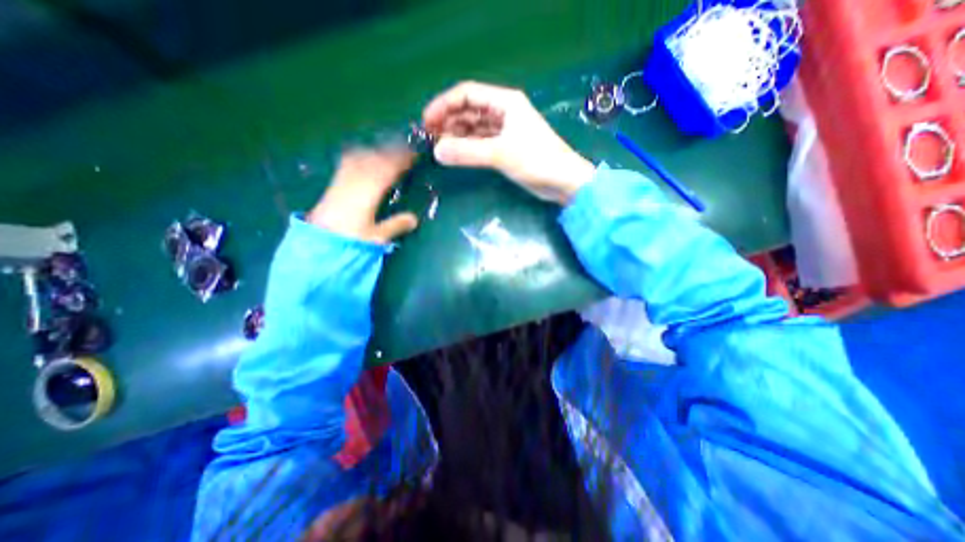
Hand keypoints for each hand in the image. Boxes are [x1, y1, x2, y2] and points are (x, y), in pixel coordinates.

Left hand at [307, 146, 417, 242]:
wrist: (318, 244)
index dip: (401, 161)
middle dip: (391, 153)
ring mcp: (342, 181)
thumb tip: (414, 218)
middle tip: (406, 151)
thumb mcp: (377, 237)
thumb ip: (396, 225)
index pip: (387, 170)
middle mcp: (355, 181)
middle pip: (374, 160)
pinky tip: (364, 156)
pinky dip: (361, 155)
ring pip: (361, 158)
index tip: (414, 156)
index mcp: (368, 193)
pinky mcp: (334, 184)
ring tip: (389, 152)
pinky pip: (349, 162)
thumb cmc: (349, 240)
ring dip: (377, 152)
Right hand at [424, 80, 596, 204]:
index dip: (444, 105)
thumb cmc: (537, 161)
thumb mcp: (500, 154)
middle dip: (447, 121)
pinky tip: (455, 154)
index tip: (426, 122)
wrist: (562, 182)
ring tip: (438, 147)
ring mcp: (504, 131)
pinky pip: (479, 143)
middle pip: (468, 110)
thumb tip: (437, 152)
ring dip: (455, 135)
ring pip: (473, 128)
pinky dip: (466, 147)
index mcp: (504, 102)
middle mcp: (503, 113)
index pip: (467, 94)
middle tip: (429, 138)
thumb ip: (467, 152)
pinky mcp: (505, 148)